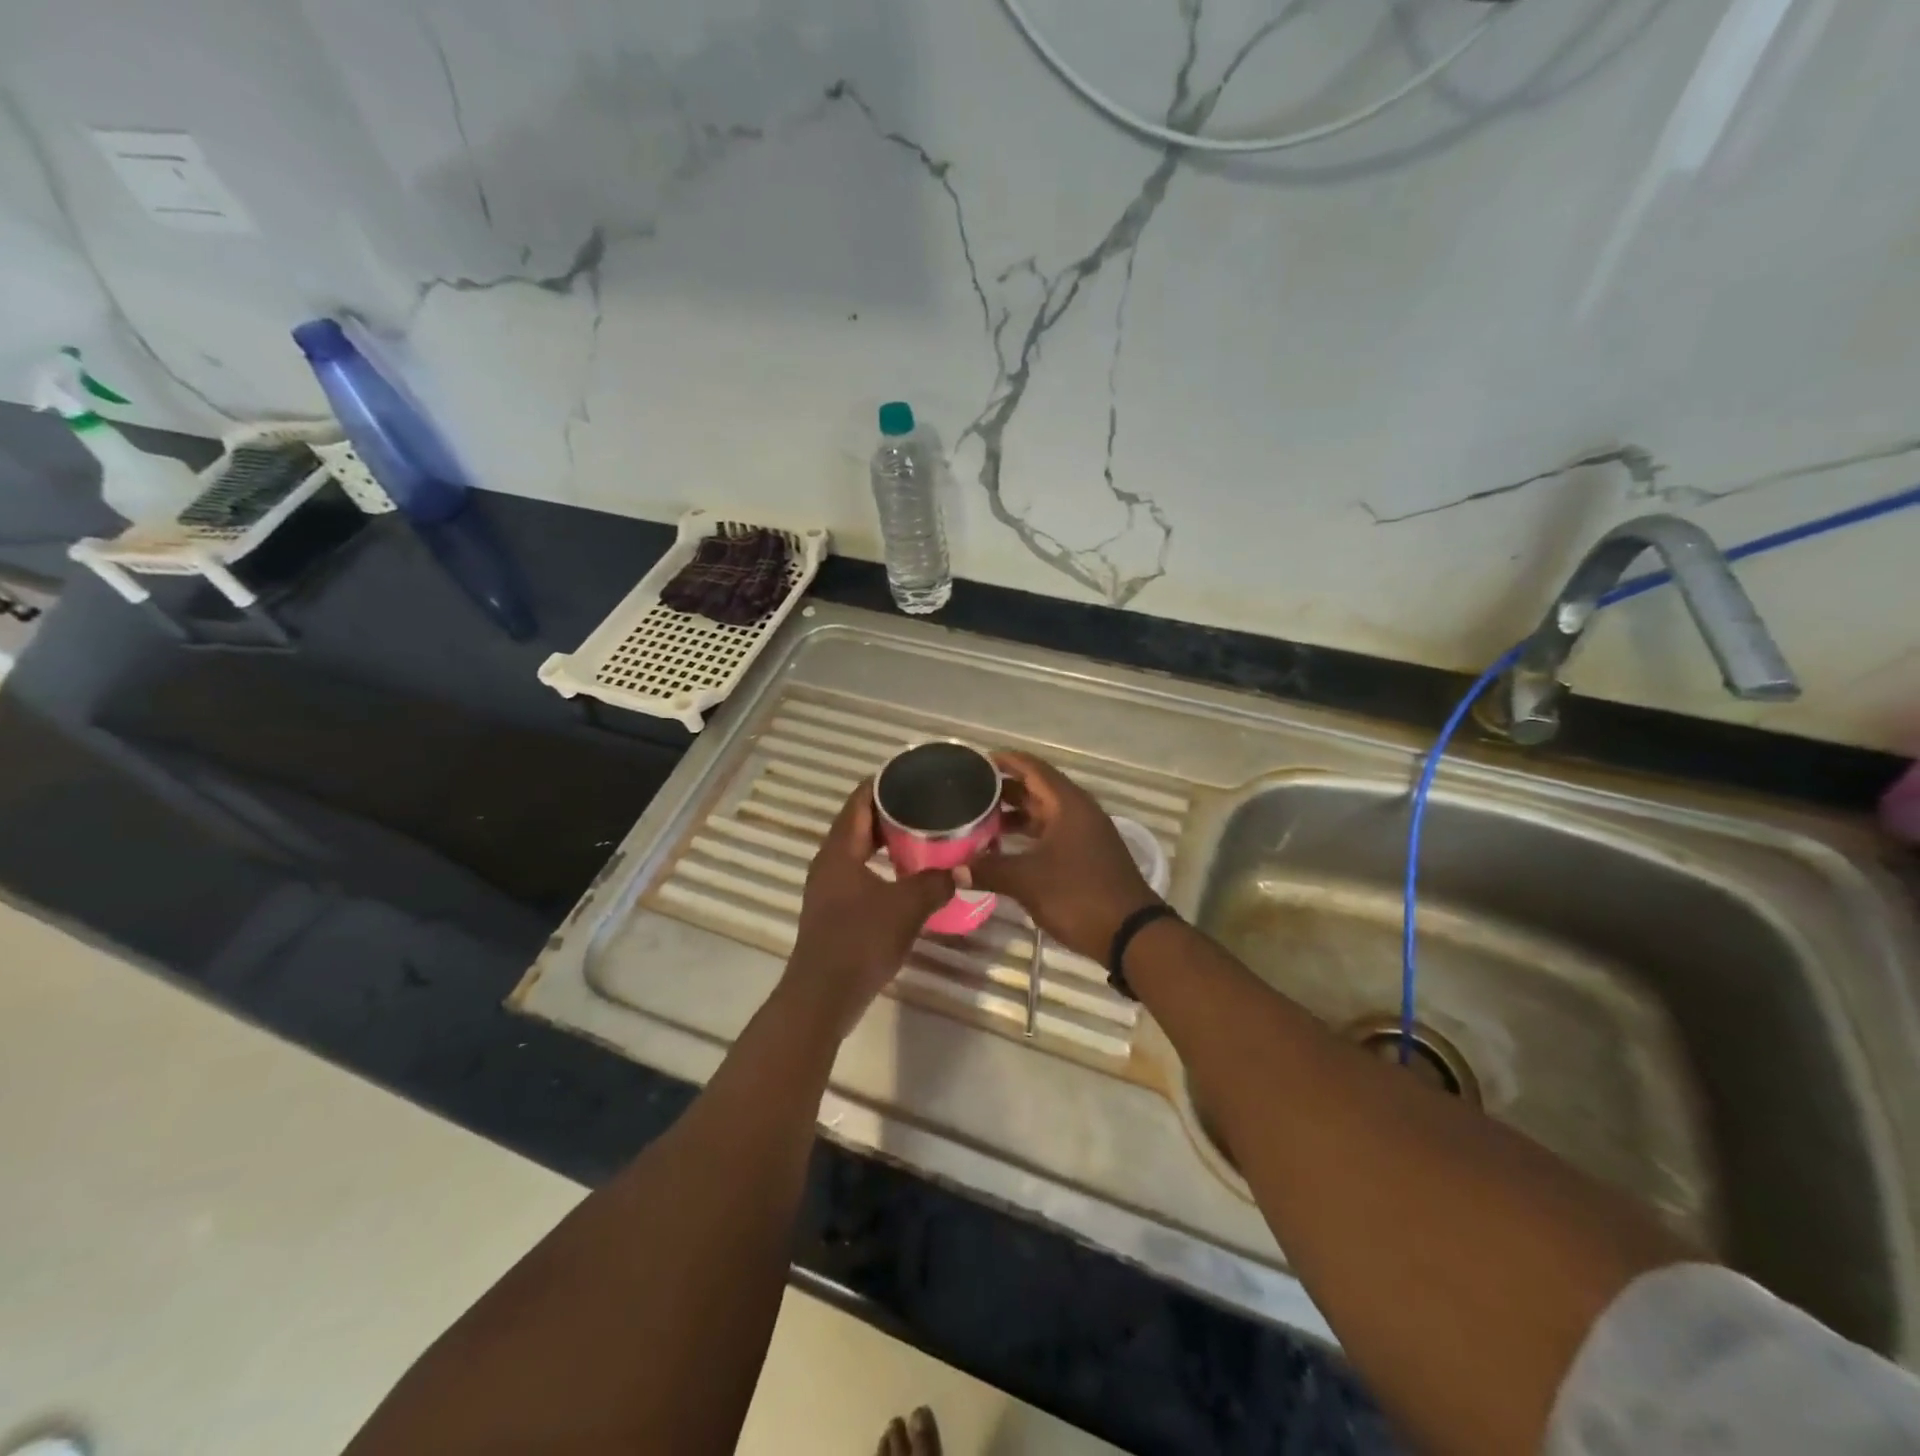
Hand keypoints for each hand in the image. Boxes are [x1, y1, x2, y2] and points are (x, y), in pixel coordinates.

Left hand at [784, 779, 953, 1035]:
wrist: (824, 996)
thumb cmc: (860, 942)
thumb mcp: (906, 908)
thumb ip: (936, 883)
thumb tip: (963, 868)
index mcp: (839, 851)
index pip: (858, 802)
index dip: (881, 783)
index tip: (911, 771)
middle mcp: (829, 862)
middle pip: (858, 823)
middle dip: (889, 809)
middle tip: (925, 800)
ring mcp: (830, 886)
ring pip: (859, 849)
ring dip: (886, 838)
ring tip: (922, 830)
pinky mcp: (836, 908)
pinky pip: (860, 871)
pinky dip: (882, 862)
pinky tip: (908, 871)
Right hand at [968, 751, 1160, 961]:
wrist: (1130, 934)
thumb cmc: (1079, 895)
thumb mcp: (1028, 881)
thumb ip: (990, 870)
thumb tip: (955, 870)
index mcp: (1068, 804)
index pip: (1033, 768)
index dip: (1005, 761)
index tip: (975, 762)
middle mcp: (1078, 812)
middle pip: (1037, 789)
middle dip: (1004, 790)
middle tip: (969, 794)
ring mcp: (1085, 835)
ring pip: (1044, 814)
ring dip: (1015, 815)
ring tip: (979, 821)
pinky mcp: (1086, 856)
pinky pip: (1051, 834)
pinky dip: (1028, 836)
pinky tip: (1004, 850)